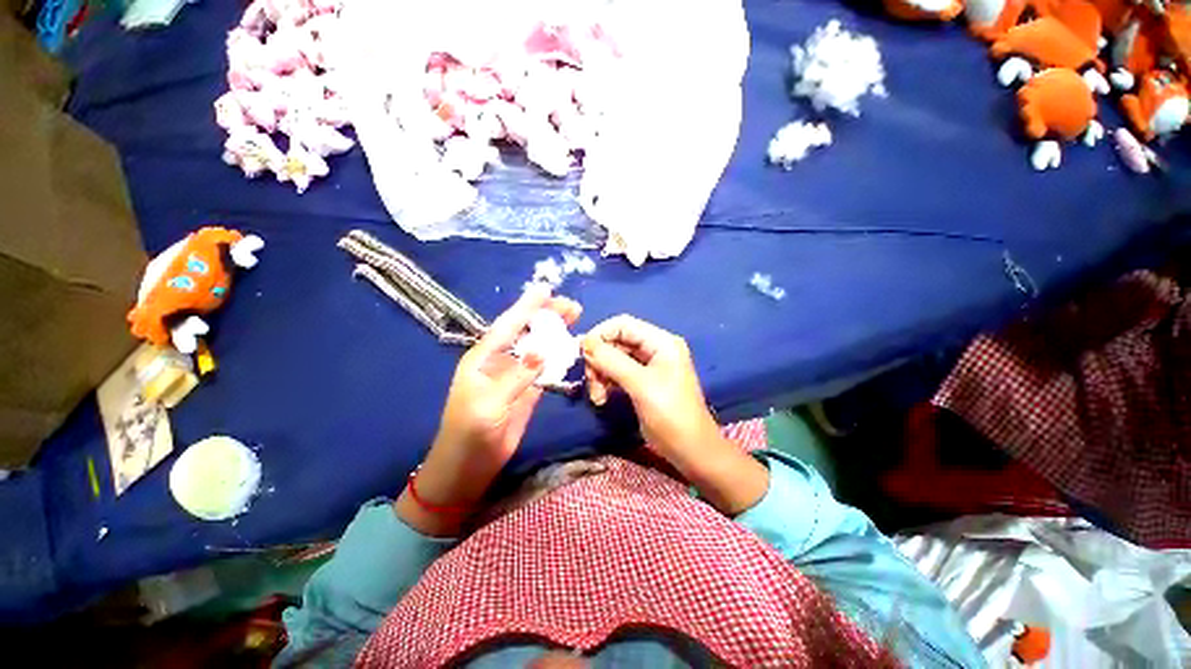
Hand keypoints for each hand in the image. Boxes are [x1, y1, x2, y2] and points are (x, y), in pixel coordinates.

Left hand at [396, 286, 581, 535]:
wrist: (469, 466)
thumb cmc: (469, 433)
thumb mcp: (488, 404)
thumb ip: (516, 377)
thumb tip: (543, 353)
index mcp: (482, 358)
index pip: (508, 326)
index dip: (527, 307)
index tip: (546, 290)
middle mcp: (500, 361)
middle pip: (526, 331)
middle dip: (547, 317)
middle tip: (572, 307)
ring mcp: (515, 375)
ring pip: (538, 347)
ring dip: (556, 334)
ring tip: (575, 320)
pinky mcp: (527, 390)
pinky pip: (545, 368)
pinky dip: (558, 357)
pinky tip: (571, 348)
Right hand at [581, 316, 767, 514]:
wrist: (691, 450)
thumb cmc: (670, 415)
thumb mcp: (640, 385)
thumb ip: (611, 361)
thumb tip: (584, 342)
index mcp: (661, 342)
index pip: (623, 324)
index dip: (600, 334)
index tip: (582, 354)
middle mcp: (655, 348)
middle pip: (616, 341)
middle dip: (600, 360)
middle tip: (591, 381)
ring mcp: (649, 365)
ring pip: (614, 358)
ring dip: (601, 374)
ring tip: (597, 396)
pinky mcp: (642, 381)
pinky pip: (617, 372)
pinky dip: (607, 382)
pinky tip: (602, 398)